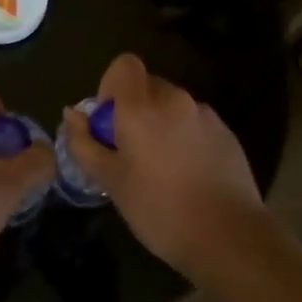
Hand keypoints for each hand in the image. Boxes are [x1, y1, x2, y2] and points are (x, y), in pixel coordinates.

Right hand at [62, 54, 267, 280]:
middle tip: (130, 152)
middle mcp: (176, 99)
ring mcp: (205, 115)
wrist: (228, 236)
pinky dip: (185, 138)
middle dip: (135, 110)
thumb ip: (85, 144)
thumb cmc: (159, 209)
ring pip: (173, 106)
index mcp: (142, 107)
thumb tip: (72, 114)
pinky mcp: (227, 133)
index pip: (124, 65)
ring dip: (161, 124)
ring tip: (161, 169)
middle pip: (148, 86)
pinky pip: (195, 124)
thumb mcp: (111, 182)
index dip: (111, 86)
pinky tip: (188, 176)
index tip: (109, 123)